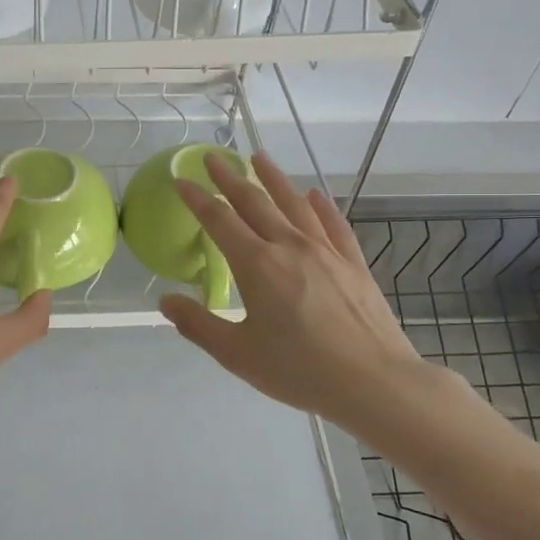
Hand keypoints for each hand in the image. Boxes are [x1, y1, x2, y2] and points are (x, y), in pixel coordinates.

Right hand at [157, 153, 466, 440]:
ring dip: (274, 178)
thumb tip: (166, 301)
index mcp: (257, 265)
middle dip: (230, 178)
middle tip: (213, 157)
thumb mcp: (237, 354)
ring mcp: (325, 251)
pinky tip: (315, 194)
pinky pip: (333, 224)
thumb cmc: (299, 370)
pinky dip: (321, 206)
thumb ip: (198, 325)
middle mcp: (289, 246)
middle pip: (254, 202)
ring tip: (259, 158)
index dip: (198, 199)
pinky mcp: (353, 263)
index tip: (182, 180)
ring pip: (294, 204)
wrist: (373, 381)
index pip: (219, 220)